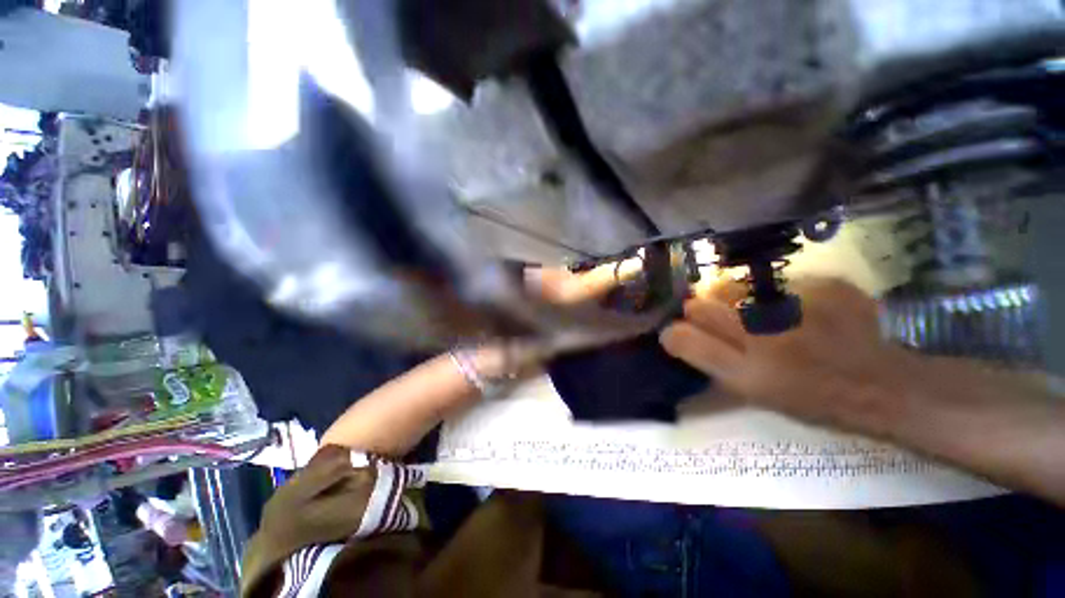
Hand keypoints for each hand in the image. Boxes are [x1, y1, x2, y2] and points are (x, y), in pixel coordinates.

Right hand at [660, 277, 912, 435]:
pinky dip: (779, 293)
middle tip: (722, 321)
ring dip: (732, 299)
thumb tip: (677, 334)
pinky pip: (776, 281)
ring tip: (760, 313)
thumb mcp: (756, 395)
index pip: (681, 338)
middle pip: (699, 306)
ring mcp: (794, 307)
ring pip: (730, 288)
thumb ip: (712, 362)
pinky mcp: (824, 285)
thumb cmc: (815, 400)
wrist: (890, 385)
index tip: (683, 334)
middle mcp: (763, 337)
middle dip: (700, 311)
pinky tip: (801, 309)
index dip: (675, 333)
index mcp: (746, 373)